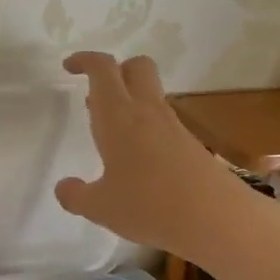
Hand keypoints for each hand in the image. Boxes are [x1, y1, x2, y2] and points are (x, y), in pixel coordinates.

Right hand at [54, 52, 250, 264]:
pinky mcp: (190, 144)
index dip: (85, 60)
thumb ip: (76, 195)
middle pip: (136, 67)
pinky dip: (145, 126)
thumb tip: (63, 187)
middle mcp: (146, 112)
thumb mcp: (100, 207)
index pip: (103, 69)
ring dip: (129, 101)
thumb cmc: (148, 206)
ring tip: (110, 134)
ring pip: (150, 94)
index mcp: (118, 116)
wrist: (216, 219)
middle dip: (115, 71)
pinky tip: (137, 160)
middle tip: (94, 96)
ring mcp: (173, 126)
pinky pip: (162, 121)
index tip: (69, 68)